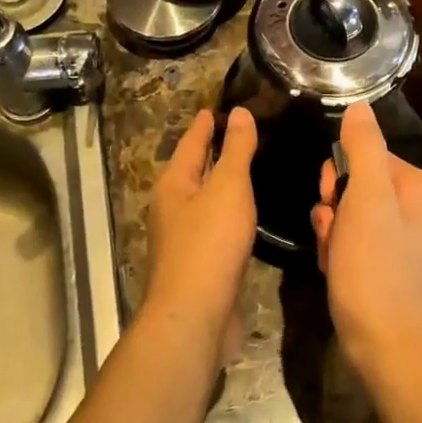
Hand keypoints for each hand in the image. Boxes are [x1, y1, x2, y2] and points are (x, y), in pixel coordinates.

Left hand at [143, 109, 257, 348]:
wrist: (195, 315)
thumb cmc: (209, 244)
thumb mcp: (227, 188)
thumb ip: (236, 150)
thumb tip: (239, 112)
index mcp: (174, 185)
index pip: (192, 143)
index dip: (206, 124)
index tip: (218, 107)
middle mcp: (172, 208)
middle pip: (194, 171)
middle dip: (213, 153)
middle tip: (242, 134)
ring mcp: (183, 239)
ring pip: (204, 201)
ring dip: (222, 185)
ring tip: (248, 171)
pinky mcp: (199, 265)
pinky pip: (215, 228)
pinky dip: (229, 214)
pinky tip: (246, 217)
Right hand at [310, 102, 421, 379]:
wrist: (389, 350)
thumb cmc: (375, 271)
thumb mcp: (366, 201)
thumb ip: (363, 148)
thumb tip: (360, 106)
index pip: (370, 157)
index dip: (341, 176)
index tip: (329, 199)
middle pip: (362, 188)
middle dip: (336, 207)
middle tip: (329, 231)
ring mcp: (412, 245)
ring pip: (357, 219)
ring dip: (334, 232)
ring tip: (331, 257)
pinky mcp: (398, 272)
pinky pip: (362, 246)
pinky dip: (343, 254)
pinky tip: (335, 272)